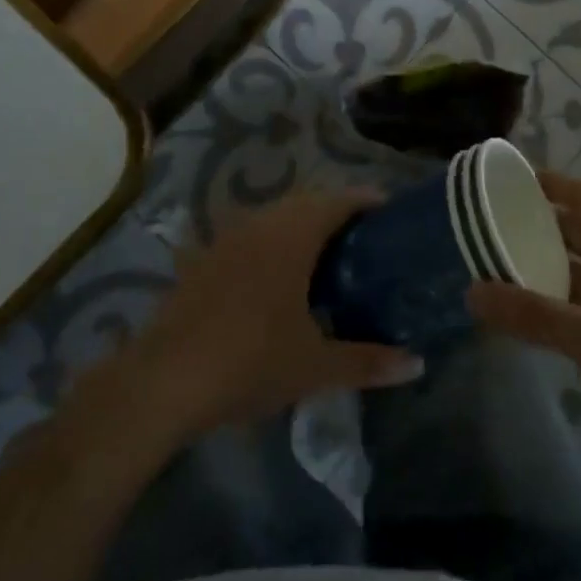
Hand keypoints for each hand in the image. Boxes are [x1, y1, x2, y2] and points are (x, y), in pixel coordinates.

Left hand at [134, 190, 424, 435]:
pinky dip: (273, 243)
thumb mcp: (315, 366)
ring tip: (326, 257)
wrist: (164, 380)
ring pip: (276, 216)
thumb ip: (368, 361)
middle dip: (337, 213)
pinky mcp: (205, 257)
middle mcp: (262, 223)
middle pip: (308, 202)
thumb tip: (417, 364)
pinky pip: (251, 235)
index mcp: (293, 235)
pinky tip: (277, 277)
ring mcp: (228, 237)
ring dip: (302, 226)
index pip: (339, 200)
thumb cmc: (250, 361)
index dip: (367, 201)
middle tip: (364, 240)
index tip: (390, 213)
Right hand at [468, 172, 580, 469]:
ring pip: (574, 263)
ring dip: (540, 261)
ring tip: (494, 263)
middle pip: (574, 226)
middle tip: (488, 224)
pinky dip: (550, 295)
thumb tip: (471, 293)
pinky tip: (523, 310)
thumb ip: (532, 315)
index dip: (548, 182)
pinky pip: (578, 297)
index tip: (506, 181)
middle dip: (535, 223)